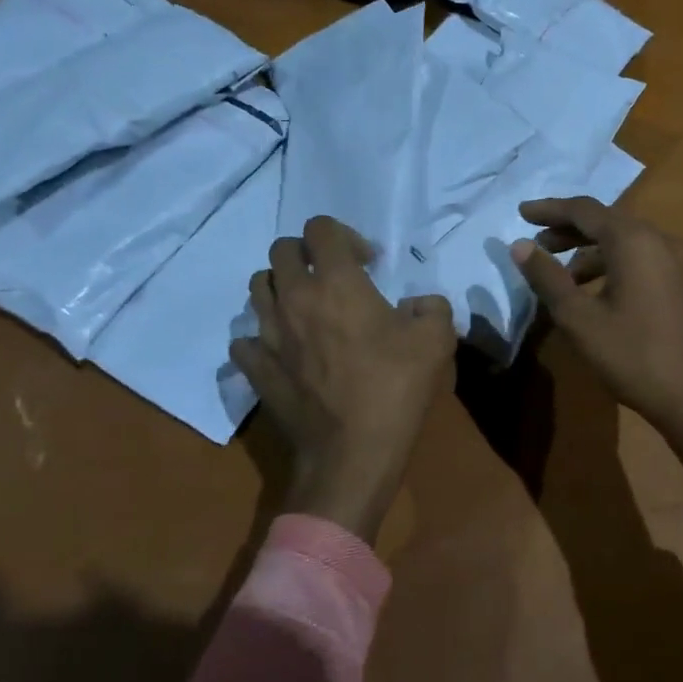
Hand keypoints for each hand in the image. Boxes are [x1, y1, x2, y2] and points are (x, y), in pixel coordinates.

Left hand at [231, 217, 456, 541]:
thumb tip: (419, 305)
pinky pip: (244, 340)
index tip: (368, 264)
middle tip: (333, 279)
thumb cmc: (395, 389)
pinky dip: (260, 337)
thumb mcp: (437, 341)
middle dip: (307, 254)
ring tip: (306, 309)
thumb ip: (432, 308)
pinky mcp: (256, 369)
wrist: (352, 453)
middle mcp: (294, 298)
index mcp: (336, 282)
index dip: (345, 236)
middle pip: (281, 250)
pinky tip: (283, 350)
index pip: (321, 228)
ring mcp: (268, 334)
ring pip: (258, 288)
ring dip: (281, 287)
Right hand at [508, 197, 682, 434]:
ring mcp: (682, 262)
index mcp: (634, 240)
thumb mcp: (579, 319)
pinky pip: (646, 260)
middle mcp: (662, 240)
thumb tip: (520, 246)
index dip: (550, 210)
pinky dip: (617, 265)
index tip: (521, 213)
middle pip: (609, 222)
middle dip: (570, 231)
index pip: (585, 210)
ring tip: (565, 276)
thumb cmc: (633, 355)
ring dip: (593, 252)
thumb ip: (547, 278)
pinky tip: (601, 293)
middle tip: (538, 244)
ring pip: (628, 243)